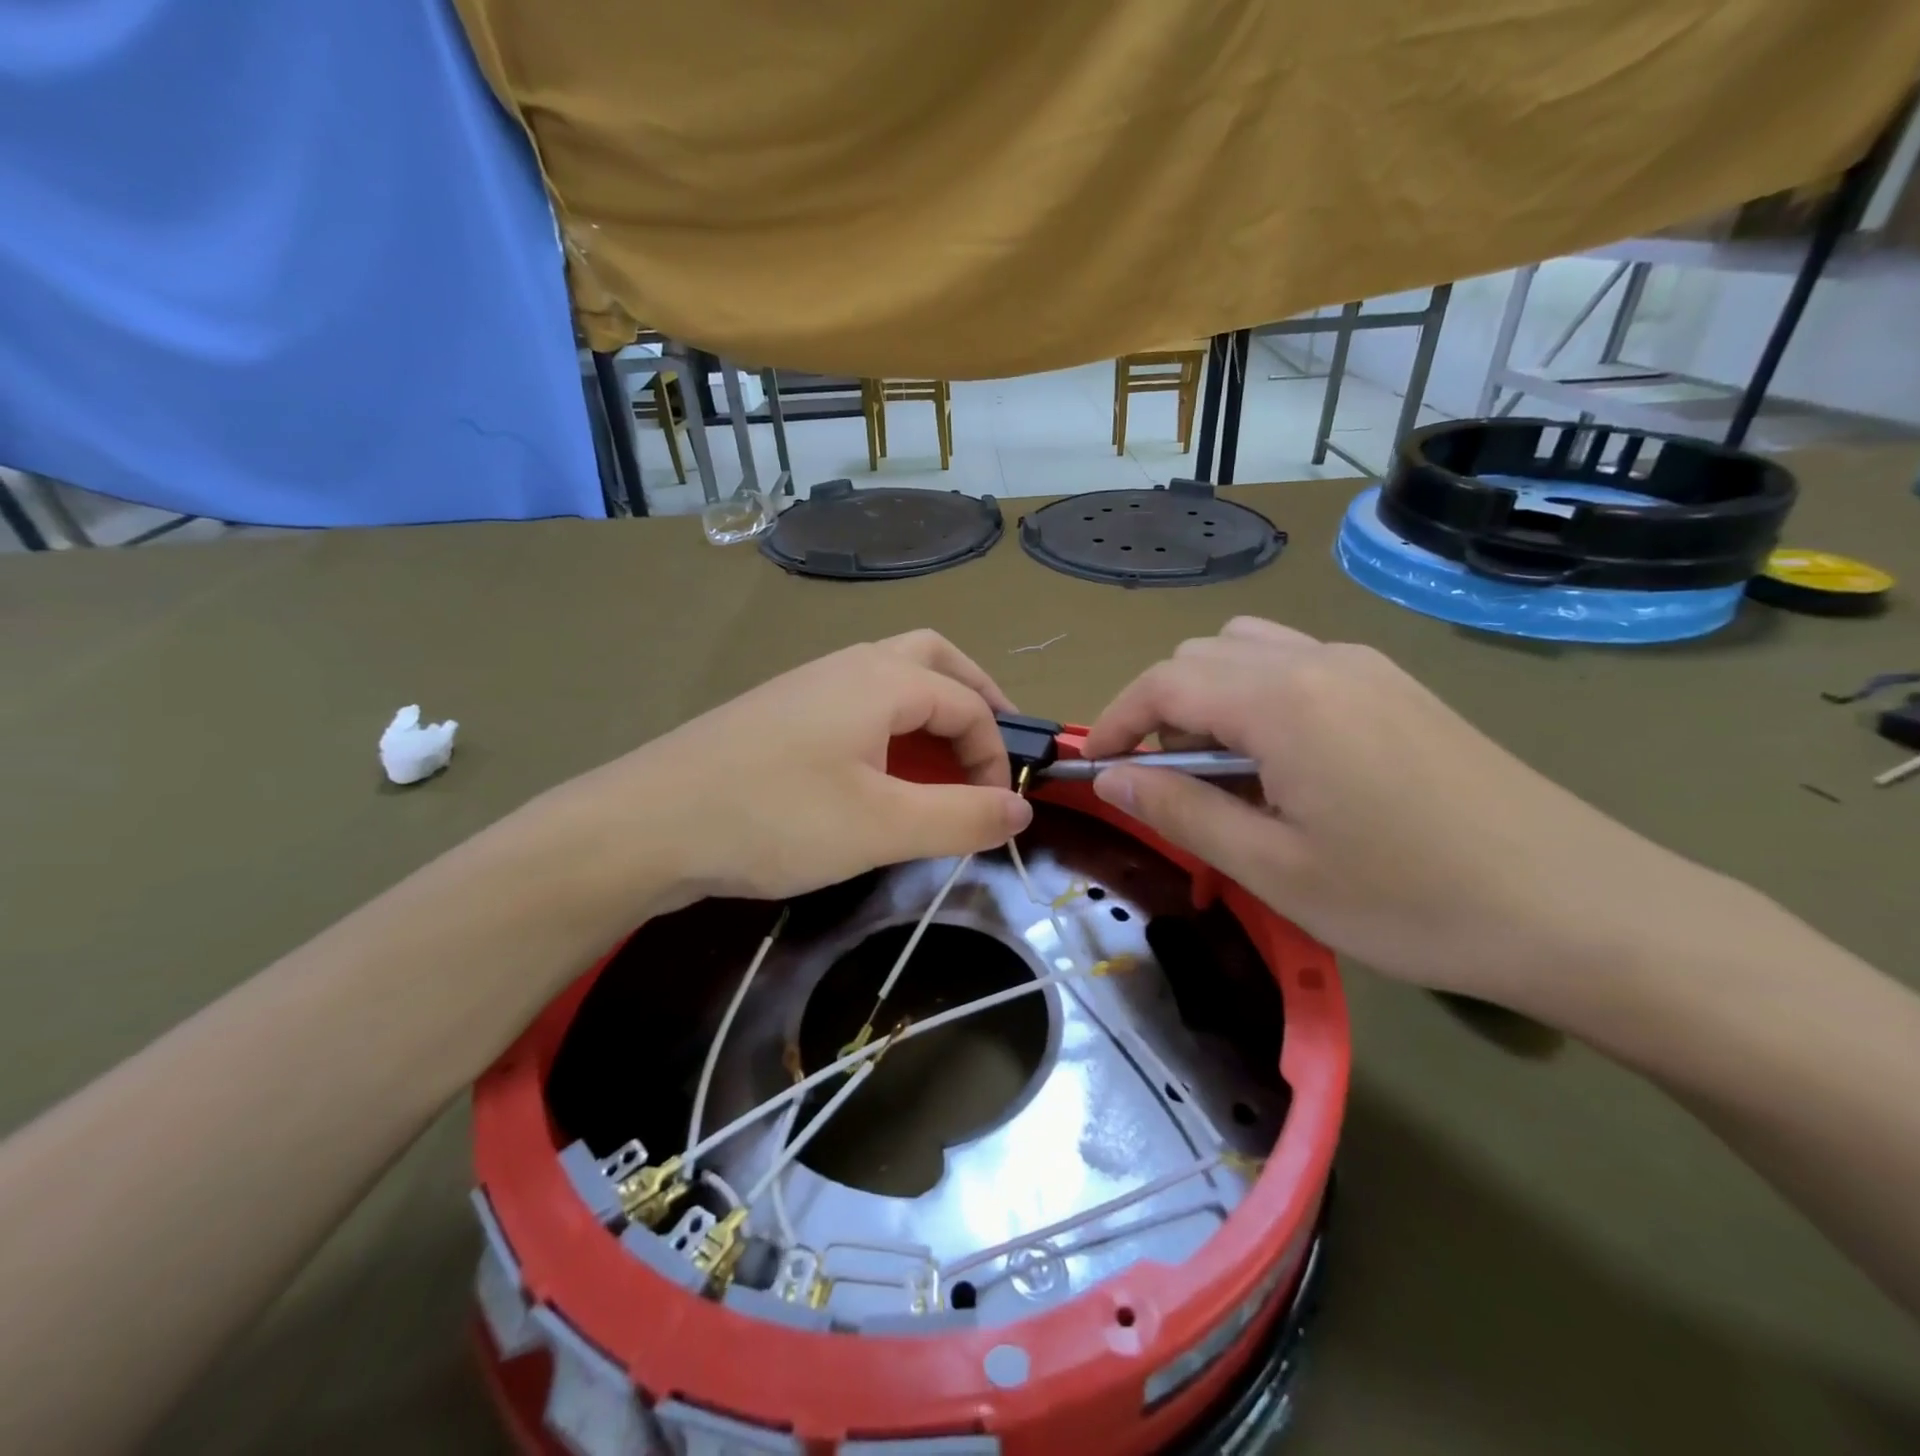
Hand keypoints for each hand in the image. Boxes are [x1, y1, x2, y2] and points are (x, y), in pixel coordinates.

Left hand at [544, 631, 1031, 921]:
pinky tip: (879, 769)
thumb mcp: (882, 827)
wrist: (646, 824)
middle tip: (994, 744)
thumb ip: (961, 818)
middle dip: (976, 696)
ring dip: (931, 707)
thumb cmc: (774, 818)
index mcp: (881, 679)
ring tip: (945, 759)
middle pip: (934, 658)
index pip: (968, 702)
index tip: (997, 810)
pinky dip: (891, 724)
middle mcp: (848, 666)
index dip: (996, 754)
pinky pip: (856, 702)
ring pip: (891, 676)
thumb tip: (1020, 811)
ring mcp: (807, 685)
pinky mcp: (779, 713)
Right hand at [1081, 617, 1731, 1012]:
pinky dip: (1259, 698)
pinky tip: (1285, 765)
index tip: (1095, 769)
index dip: (1114, 720)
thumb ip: (1181, 811)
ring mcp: (1366, 666)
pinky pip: (1298, 666)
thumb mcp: (1274, 871)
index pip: (1164, 682)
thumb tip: (1112, 777)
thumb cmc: (1412, 901)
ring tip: (1224, 773)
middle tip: (1166, 786)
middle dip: (1160, 711)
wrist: (1583, 911)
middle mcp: (1319, 660)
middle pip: (1201, 656)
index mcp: (1282, 699)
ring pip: (1249, 652)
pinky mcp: (1398, 687)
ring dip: (1209, 699)